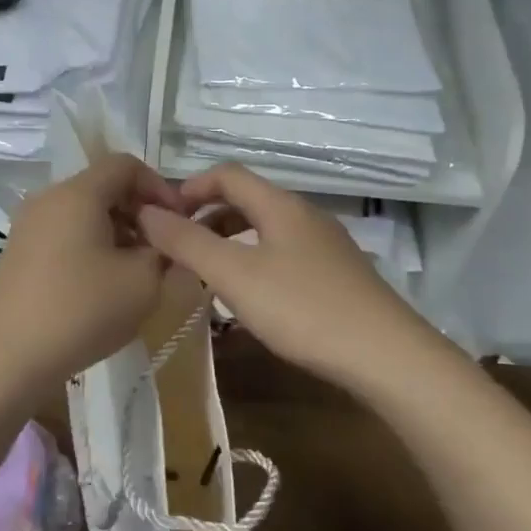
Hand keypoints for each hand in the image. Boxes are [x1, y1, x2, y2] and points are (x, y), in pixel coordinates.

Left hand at [0, 153, 185, 385]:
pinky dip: (91, 249)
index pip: (126, 164)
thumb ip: (165, 252)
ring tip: (136, 274)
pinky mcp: (19, 254)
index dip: (159, 187)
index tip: (179, 223)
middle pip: (104, 188)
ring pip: (84, 214)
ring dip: (117, 234)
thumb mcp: (144, 282)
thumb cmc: (81, 311)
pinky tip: (103, 287)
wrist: (6, 358)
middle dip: (140, 213)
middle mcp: (49, 199)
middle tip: (162, 252)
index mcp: (78, 193)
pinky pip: (65, 235)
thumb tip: (162, 242)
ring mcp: (28, 227)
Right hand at [138, 164, 427, 390]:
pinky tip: (249, 300)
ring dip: (229, 243)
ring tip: (206, 276)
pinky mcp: (337, 276)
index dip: (189, 188)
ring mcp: (326, 246)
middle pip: (246, 200)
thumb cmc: (302, 308)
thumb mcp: (234, 275)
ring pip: (265, 231)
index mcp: (280, 205)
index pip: (227, 174)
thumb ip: (187, 243)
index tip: (162, 218)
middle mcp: (305, 215)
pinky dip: (254, 264)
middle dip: (206, 218)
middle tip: (178, 250)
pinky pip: (283, 255)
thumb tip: (145, 213)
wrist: (385, 356)